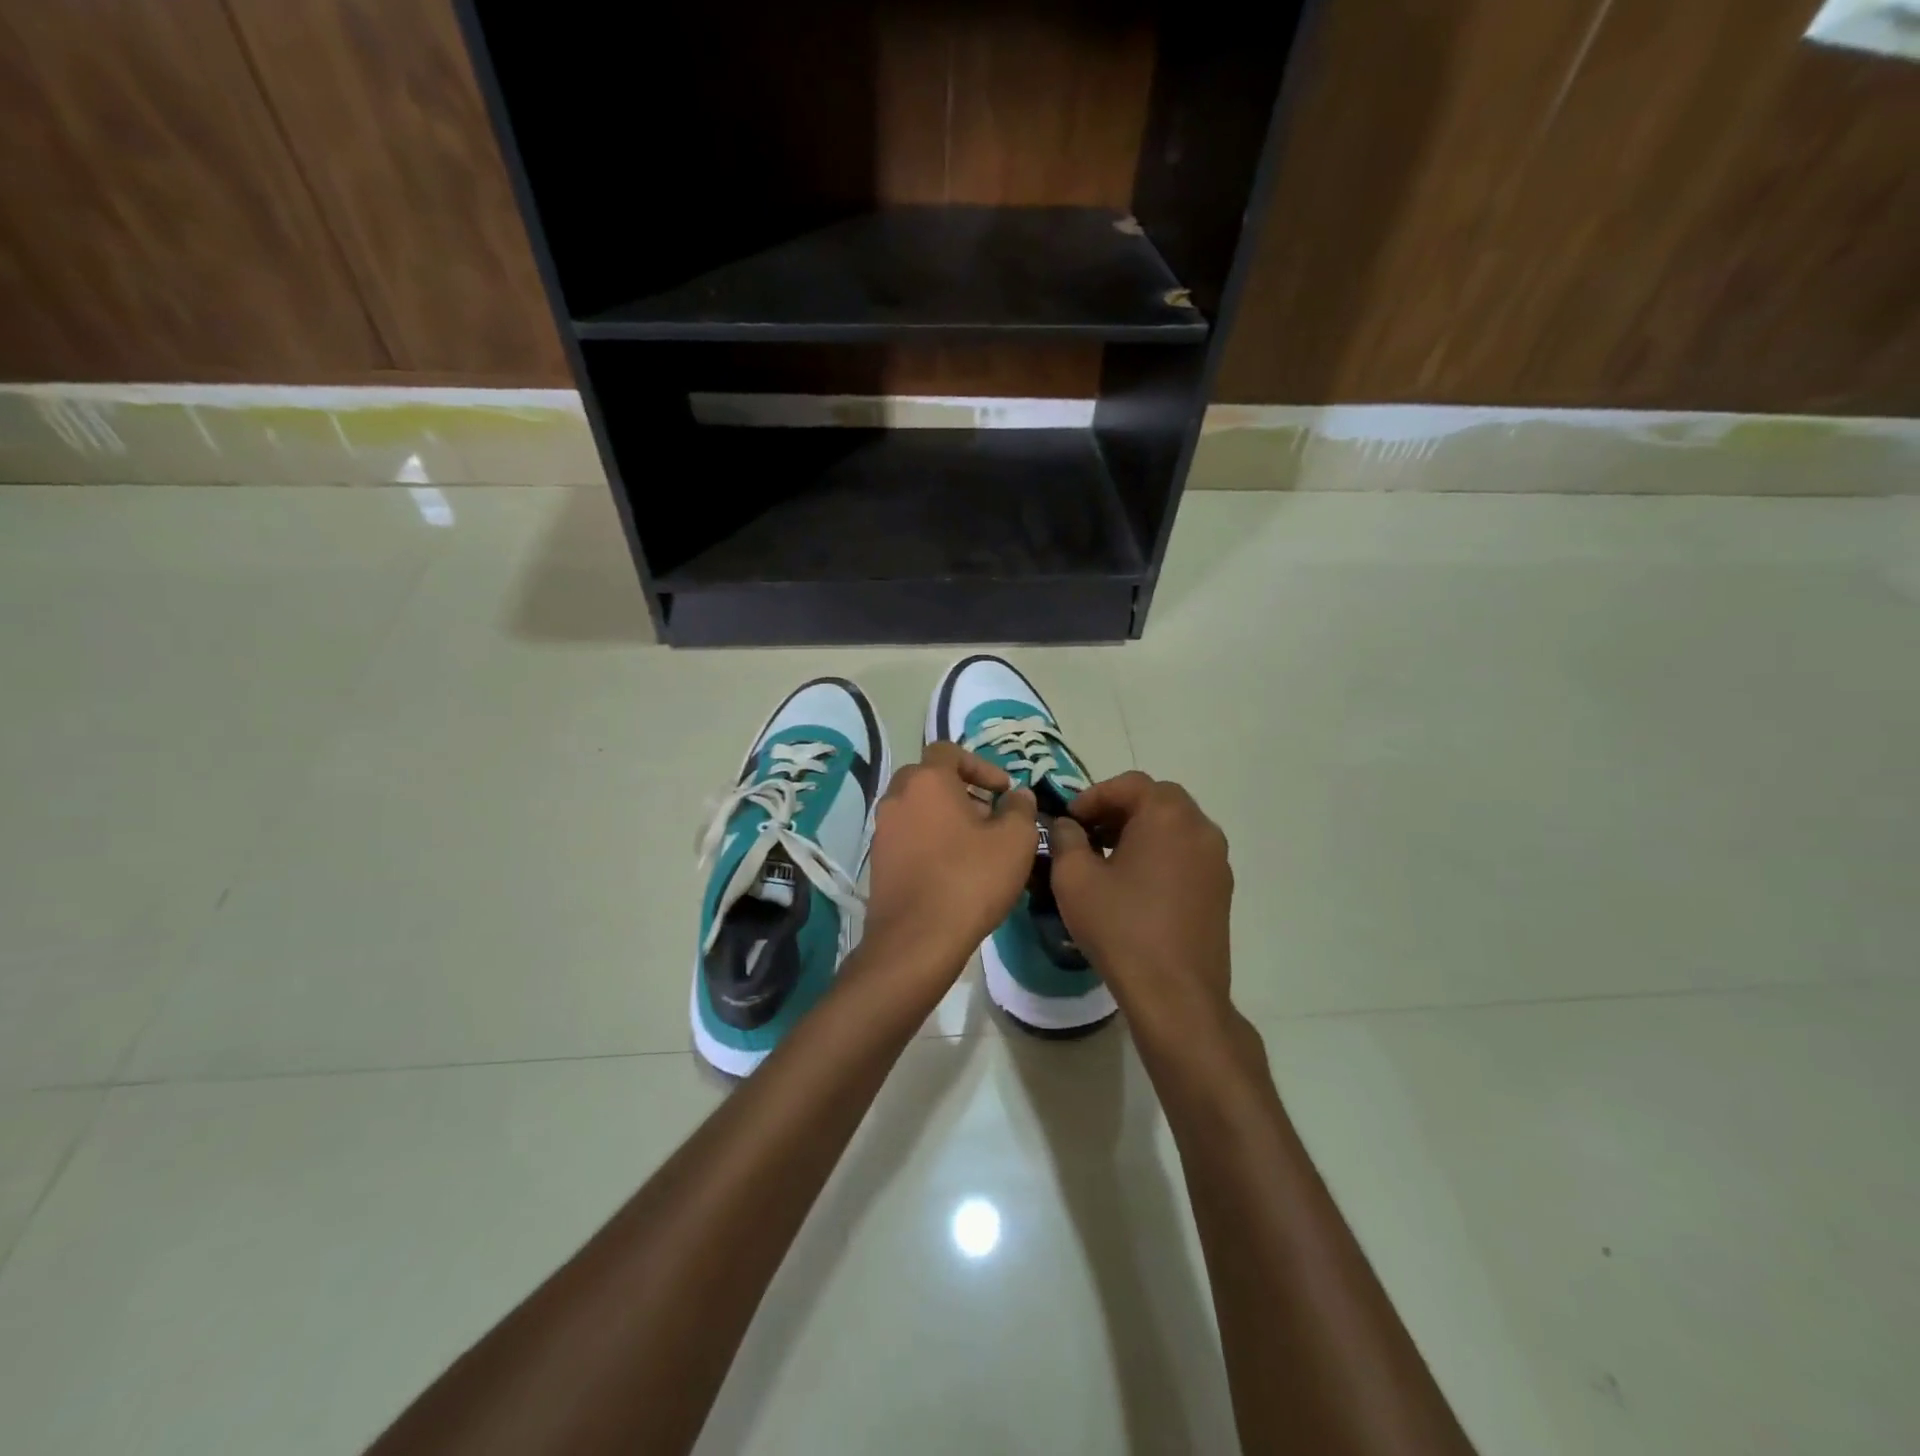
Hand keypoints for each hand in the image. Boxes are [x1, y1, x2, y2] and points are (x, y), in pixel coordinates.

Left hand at [862, 742, 1037, 993]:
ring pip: (917, 807)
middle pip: (929, 778)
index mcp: (927, 781)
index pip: (948, 750)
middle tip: (989, 814)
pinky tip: (952, 867)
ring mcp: (882, 830)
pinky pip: (908, 835)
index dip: (980, 765)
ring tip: (975, 844)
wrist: (917, 939)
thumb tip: (1018, 795)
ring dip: (945, 815)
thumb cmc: (971, 880)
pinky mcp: (878, 860)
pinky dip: (929, 839)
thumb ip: (1020, 808)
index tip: (1002, 790)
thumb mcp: (1015, 840)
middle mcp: (897, 797)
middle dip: (961, 789)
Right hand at [1049, 772, 1234, 1034]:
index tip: (1069, 820)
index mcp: (1167, 815)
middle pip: (1156, 800)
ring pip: (1174, 826)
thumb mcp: (1074, 878)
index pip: (1128, 784)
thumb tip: (1068, 825)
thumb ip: (1065, 838)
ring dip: (1140, 831)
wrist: (1175, 993)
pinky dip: (1160, 853)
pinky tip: (1135, 884)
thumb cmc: (1120, 927)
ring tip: (1108, 858)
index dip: (1093, 796)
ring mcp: (1217, 859)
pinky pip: (1187, 853)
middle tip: (1088, 833)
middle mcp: (1200, 828)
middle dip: (1119, 809)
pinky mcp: (1221, 889)